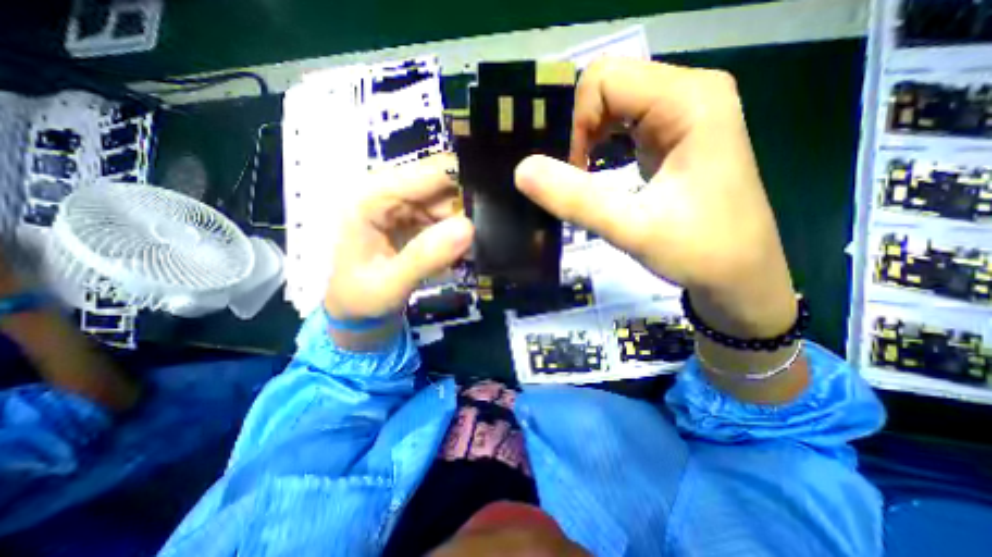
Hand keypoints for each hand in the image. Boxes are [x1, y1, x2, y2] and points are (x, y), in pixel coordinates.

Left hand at [323, 154, 472, 324]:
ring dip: (465, 219)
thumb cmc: (360, 298)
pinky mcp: (411, 216)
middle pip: (442, 183)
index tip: (495, 203)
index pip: (429, 172)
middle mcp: (387, 190)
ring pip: (448, 198)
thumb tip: (468, 228)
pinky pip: (444, 213)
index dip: (466, 180)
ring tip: (476, 245)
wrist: (352, 309)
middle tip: (489, 233)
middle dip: (469, 204)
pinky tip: (463, 248)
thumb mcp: (389, 284)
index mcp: (371, 197)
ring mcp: (401, 203)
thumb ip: (425, 257)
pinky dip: (457, 229)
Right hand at [515, 58, 794, 339]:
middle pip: (609, 87)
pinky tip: (603, 173)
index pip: (604, 80)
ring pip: (614, 105)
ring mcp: (684, 113)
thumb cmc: (698, 252)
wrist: (740, 277)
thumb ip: (575, 198)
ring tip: (588, 178)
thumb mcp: (631, 229)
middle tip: (580, 178)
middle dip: (581, 132)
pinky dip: (602, 146)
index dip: (578, 125)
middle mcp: (690, 93)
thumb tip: (521, 170)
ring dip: (589, 140)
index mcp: (689, 100)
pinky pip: (625, 124)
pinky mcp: (676, 135)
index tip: (578, 173)